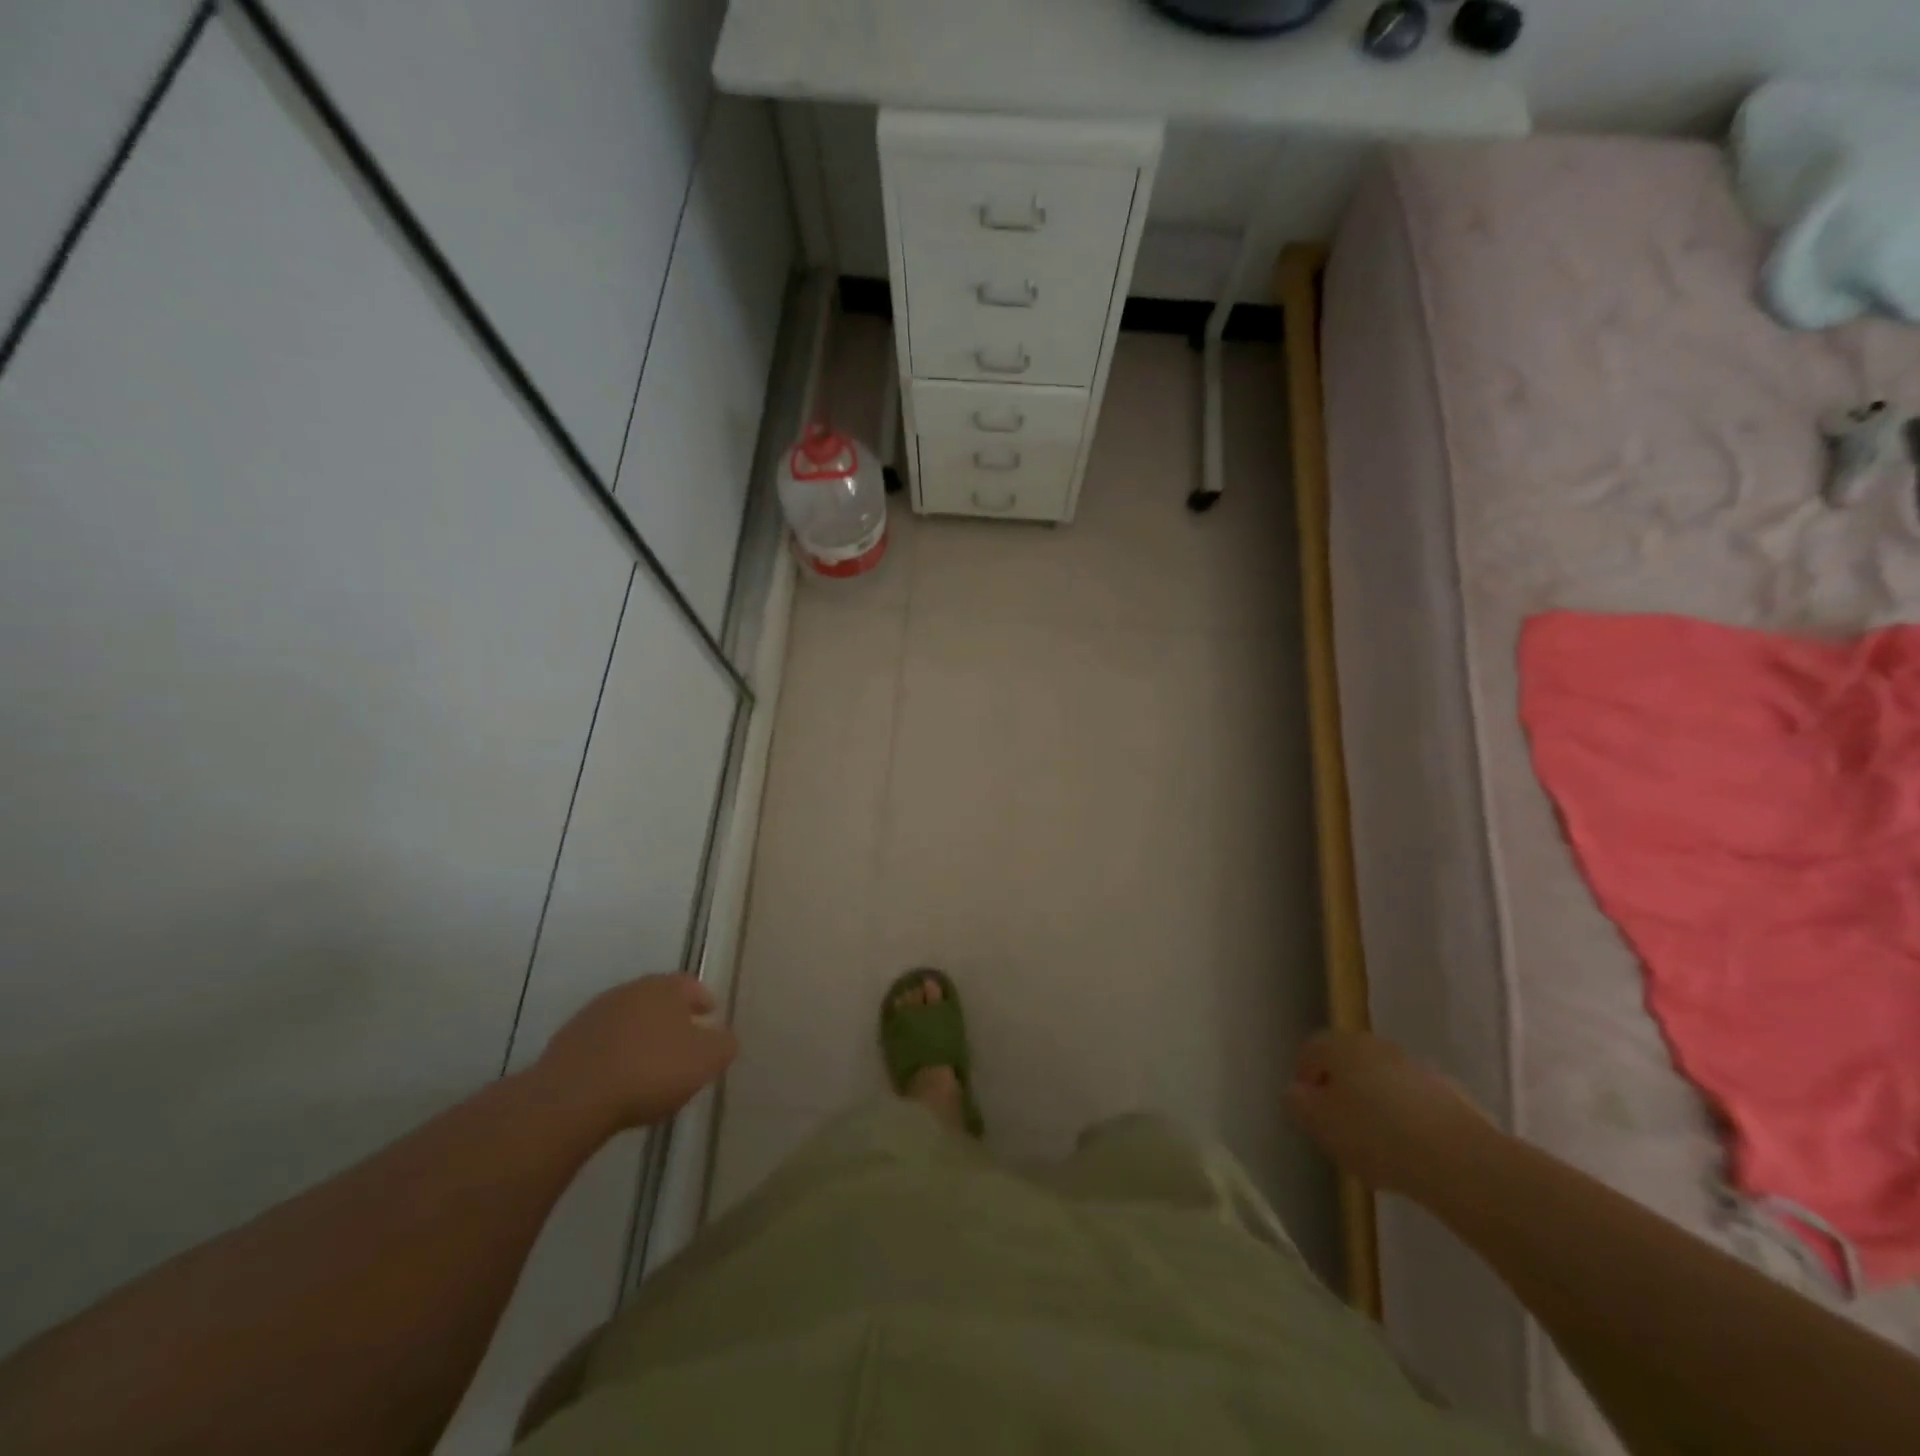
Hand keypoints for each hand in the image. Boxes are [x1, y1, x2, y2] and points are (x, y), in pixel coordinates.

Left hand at [534, 975, 737, 1131]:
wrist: (572, 1098)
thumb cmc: (650, 1070)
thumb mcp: (706, 1060)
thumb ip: (723, 1044)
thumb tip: (724, 1037)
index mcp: (665, 988)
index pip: (691, 985)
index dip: (703, 999)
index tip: (711, 1014)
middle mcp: (629, 991)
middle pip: (657, 998)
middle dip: (671, 1016)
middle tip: (683, 1038)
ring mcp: (594, 1014)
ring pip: (628, 1019)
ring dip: (640, 1034)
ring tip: (649, 1061)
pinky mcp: (567, 1042)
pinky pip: (602, 1042)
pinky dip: (614, 1053)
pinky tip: (618, 1076)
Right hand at [1283, 1030, 1491, 1196]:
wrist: (1459, 1161)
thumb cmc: (1374, 1135)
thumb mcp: (1318, 1123)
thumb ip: (1298, 1103)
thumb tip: (1297, 1092)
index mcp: (1342, 1045)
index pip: (1311, 1049)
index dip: (1304, 1077)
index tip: (1307, 1109)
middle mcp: (1378, 1046)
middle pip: (1349, 1063)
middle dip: (1341, 1089)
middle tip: (1338, 1126)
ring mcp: (1417, 1068)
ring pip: (1383, 1082)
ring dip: (1375, 1104)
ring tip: (1376, 1146)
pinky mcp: (1451, 1096)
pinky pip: (1414, 1103)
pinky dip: (1406, 1120)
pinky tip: (1409, 1153)